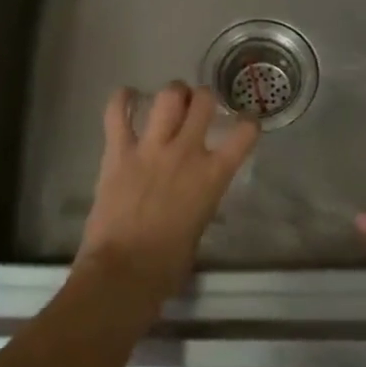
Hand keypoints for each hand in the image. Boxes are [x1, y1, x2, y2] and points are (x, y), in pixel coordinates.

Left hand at [76, 82, 258, 307]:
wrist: (124, 271)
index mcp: (213, 175)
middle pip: (203, 101)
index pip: (244, 134)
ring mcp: (151, 148)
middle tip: (198, 106)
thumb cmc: (167, 264)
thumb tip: (194, 194)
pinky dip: (121, 99)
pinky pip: (117, 113)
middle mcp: (186, 152)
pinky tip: (126, 95)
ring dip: (172, 94)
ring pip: (168, 97)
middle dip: (203, 98)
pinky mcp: (118, 152)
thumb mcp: (199, 227)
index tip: (245, 122)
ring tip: (170, 100)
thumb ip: (201, 199)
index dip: (249, 123)